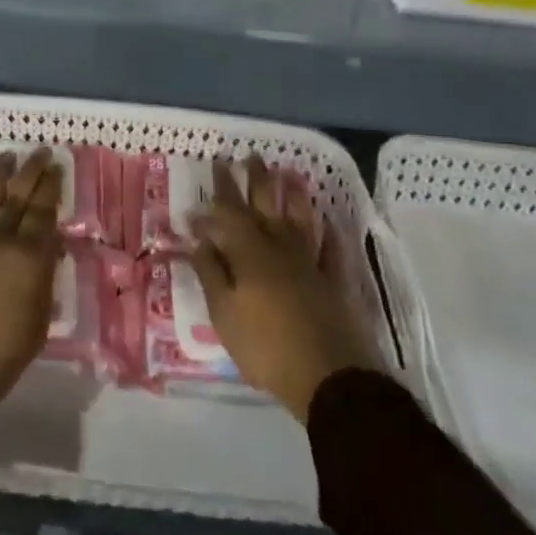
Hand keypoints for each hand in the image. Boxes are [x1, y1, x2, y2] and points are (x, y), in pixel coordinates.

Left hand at [0, 148, 62, 419]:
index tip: (57, 166)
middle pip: (18, 194)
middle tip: (40, 150)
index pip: (44, 212)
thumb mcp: (36, 327)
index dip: (51, 187)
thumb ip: (44, 283)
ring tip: (8, 157)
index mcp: (29, 257)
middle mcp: (0, 236)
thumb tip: (50, 249)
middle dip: (31, 170)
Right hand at [189, 155, 381, 422]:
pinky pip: (333, 250)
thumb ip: (210, 272)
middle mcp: (280, 247)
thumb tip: (199, 237)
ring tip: (289, 173)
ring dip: (293, 195)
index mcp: (249, 252)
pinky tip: (329, 220)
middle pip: (266, 205)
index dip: (221, 189)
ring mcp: (312, 263)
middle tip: (250, 155)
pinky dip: (330, 233)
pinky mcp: (336, 283)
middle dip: (256, 179)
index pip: (230, 211)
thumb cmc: (266, 347)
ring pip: (301, 219)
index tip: (214, 167)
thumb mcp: (224, 313)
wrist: (331, 380)